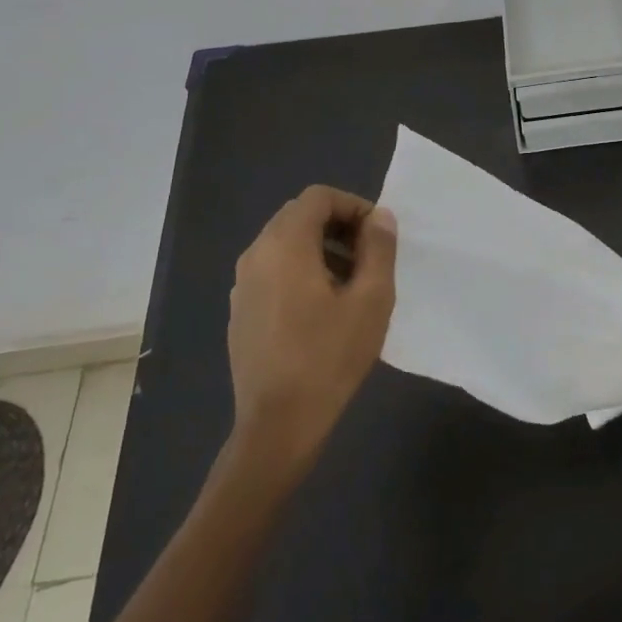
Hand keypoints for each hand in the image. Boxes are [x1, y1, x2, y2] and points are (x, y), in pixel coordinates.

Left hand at [227, 186, 396, 462]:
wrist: (279, 424)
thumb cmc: (330, 357)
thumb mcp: (371, 299)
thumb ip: (379, 248)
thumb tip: (380, 217)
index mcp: (284, 246)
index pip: (318, 198)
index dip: (354, 205)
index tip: (378, 235)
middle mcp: (255, 256)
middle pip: (298, 217)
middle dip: (338, 226)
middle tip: (370, 256)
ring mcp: (242, 285)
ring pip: (284, 244)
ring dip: (321, 249)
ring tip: (352, 283)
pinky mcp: (240, 311)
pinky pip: (273, 271)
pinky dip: (301, 271)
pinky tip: (324, 309)